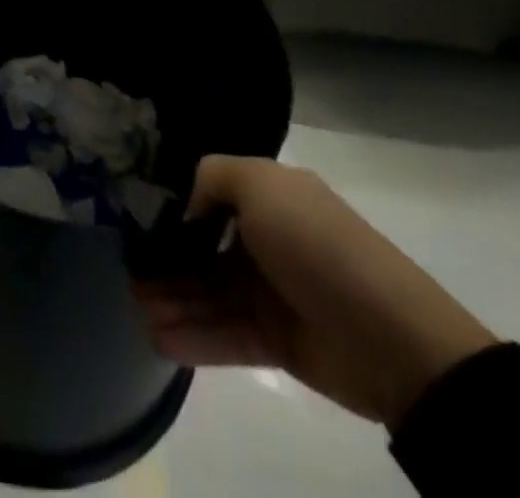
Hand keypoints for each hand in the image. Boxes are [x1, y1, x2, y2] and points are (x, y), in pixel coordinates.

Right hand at [134, 157, 496, 428]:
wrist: (393, 339)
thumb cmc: (317, 244)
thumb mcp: (261, 184)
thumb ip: (212, 177)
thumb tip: (185, 206)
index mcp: (268, 197)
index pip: (208, 196)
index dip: (172, 205)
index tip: (133, 215)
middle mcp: (265, 239)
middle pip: (201, 247)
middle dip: (163, 258)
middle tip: (126, 270)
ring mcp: (269, 292)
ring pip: (206, 292)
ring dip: (170, 298)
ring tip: (135, 307)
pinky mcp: (274, 341)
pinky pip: (223, 334)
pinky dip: (191, 336)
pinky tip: (157, 337)